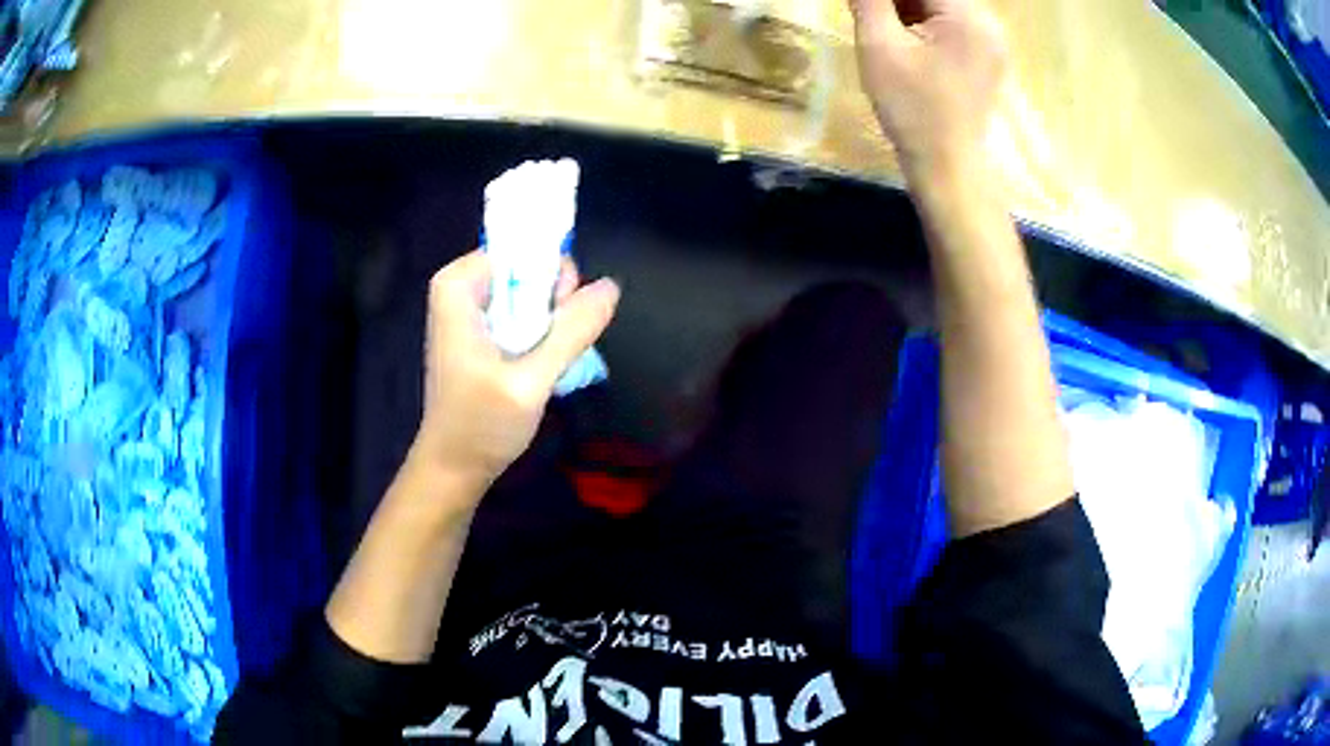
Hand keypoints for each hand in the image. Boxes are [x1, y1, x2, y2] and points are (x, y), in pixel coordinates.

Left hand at [409, 251, 619, 494]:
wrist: (453, 468)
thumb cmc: (481, 425)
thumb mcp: (531, 380)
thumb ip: (571, 330)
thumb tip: (611, 286)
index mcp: (459, 286)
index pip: (522, 249)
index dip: (550, 276)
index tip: (560, 314)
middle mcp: (461, 288)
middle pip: (528, 268)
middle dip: (553, 300)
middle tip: (553, 345)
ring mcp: (470, 310)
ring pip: (530, 292)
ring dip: (550, 321)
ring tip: (546, 361)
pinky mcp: (479, 331)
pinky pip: (522, 312)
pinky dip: (540, 332)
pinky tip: (541, 363)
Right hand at [850, 0, 1007, 175]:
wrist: (946, 165)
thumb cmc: (913, 109)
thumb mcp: (880, 46)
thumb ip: (869, 0)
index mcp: (968, 17)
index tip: (868, 3)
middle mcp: (988, 23)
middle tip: (871, 11)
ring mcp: (990, 40)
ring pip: (942, 5)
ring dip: (908, 5)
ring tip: (881, 20)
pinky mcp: (985, 56)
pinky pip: (951, 22)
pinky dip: (923, 19)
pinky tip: (902, 32)